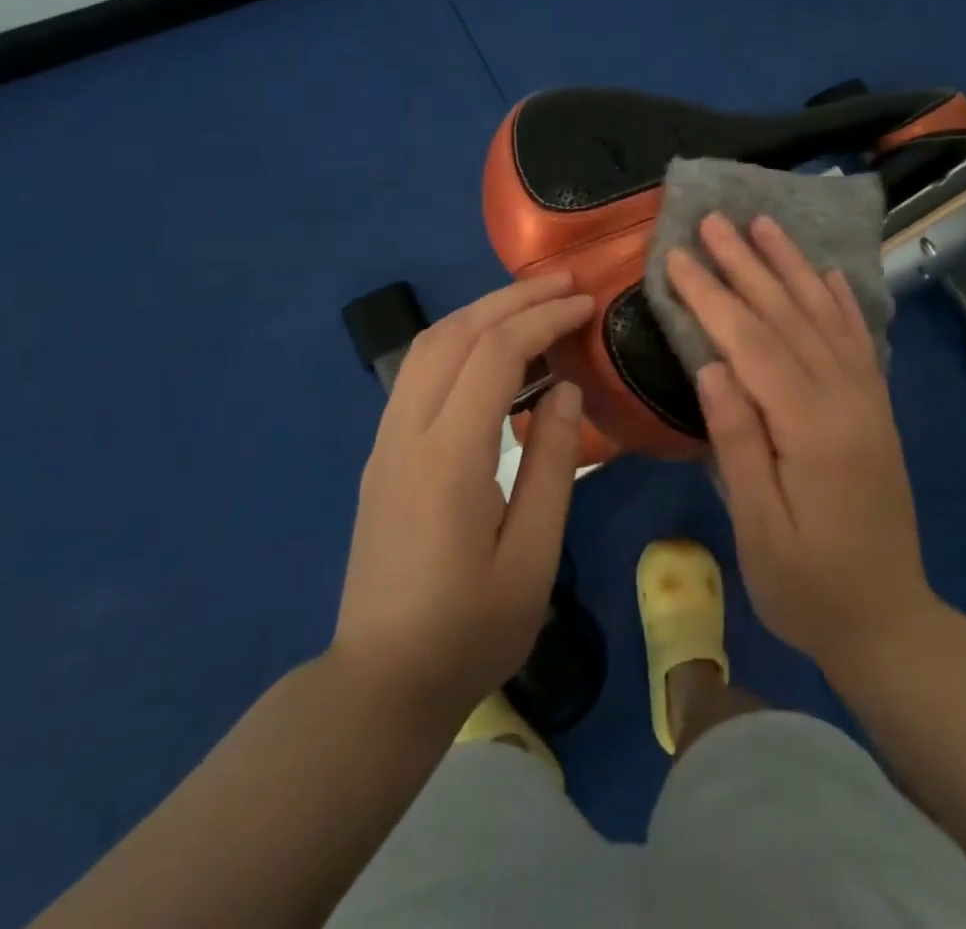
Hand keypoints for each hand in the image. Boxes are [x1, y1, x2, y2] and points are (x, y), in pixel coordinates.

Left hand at [330, 273, 593, 725]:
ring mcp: (386, 440)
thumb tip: (566, 391)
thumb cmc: (470, 630)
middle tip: (564, 283)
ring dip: (480, 312)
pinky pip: (417, 372)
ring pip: (428, 346)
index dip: (543, 320)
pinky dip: (458, 340)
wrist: (380, 683)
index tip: (585, 304)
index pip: (496, 355)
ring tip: (531, 303)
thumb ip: (553, 465)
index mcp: (449, 457)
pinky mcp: (382, 453)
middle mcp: (408, 433)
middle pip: (455, 335)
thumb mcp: (533, 557)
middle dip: (511, 300)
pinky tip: (489, 348)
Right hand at [666, 215, 936, 679]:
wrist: (890, 623)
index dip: (713, 297)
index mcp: (812, 429)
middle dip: (747, 264)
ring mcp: (868, 402)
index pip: (753, 344)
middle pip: (789, 317)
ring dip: (792, 267)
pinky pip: (859, 342)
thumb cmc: (808, 587)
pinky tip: (827, 273)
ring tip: (766, 224)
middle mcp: (846, 401)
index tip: (679, 257)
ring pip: (825, 318)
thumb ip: (738, 443)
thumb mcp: (759, 529)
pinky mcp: (876, 410)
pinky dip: (842, 302)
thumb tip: (712, 367)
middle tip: (714, 220)